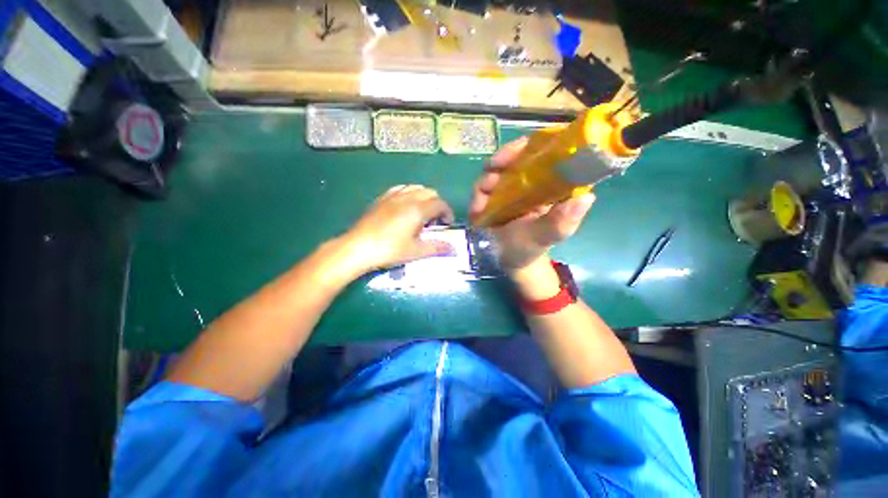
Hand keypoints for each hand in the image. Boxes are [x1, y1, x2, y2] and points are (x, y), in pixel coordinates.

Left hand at [339, 184, 454, 274]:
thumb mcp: (416, 251)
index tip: (447, 224)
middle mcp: (407, 198)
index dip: (448, 213)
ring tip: (421, 213)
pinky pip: (400, 189)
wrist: (358, 247)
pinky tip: (405, 207)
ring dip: (424, 198)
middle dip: (437, 204)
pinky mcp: (381, 199)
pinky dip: (409, 194)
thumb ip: (437, 247)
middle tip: (434, 222)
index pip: (440, 204)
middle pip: (430, 192)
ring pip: (415, 187)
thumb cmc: (390, 250)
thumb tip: (453, 248)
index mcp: (418, 209)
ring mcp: (393, 196)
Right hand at [469, 137, 594, 274]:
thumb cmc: (532, 247)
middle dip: (503, 157)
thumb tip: (586, 197)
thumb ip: (563, 221)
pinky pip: (481, 189)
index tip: (521, 147)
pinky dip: (477, 196)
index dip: (535, 144)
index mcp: (548, 184)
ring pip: (495, 170)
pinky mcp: (491, 198)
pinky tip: (476, 210)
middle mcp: (528, 181)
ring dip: (486, 179)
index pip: (545, 153)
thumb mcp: (549, 235)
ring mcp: (507, 188)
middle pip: (516, 156)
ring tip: (483, 195)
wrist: (509, 260)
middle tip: (494, 166)